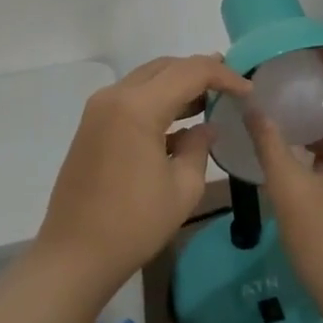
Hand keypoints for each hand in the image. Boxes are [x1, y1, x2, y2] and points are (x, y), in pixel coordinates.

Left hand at [37, 54, 250, 292]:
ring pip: (147, 79)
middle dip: (200, 71)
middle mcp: (115, 96)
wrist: (74, 256)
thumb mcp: (183, 188)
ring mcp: (99, 110)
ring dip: (178, 83)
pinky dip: (158, 100)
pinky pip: (132, 98)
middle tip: (231, 84)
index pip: (190, 72)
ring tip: (211, 97)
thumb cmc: (134, 224)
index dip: (224, 75)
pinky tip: (180, 121)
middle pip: (166, 67)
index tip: (248, 90)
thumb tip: (205, 127)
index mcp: (138, 107)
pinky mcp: (92, 126)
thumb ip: (199, 146)